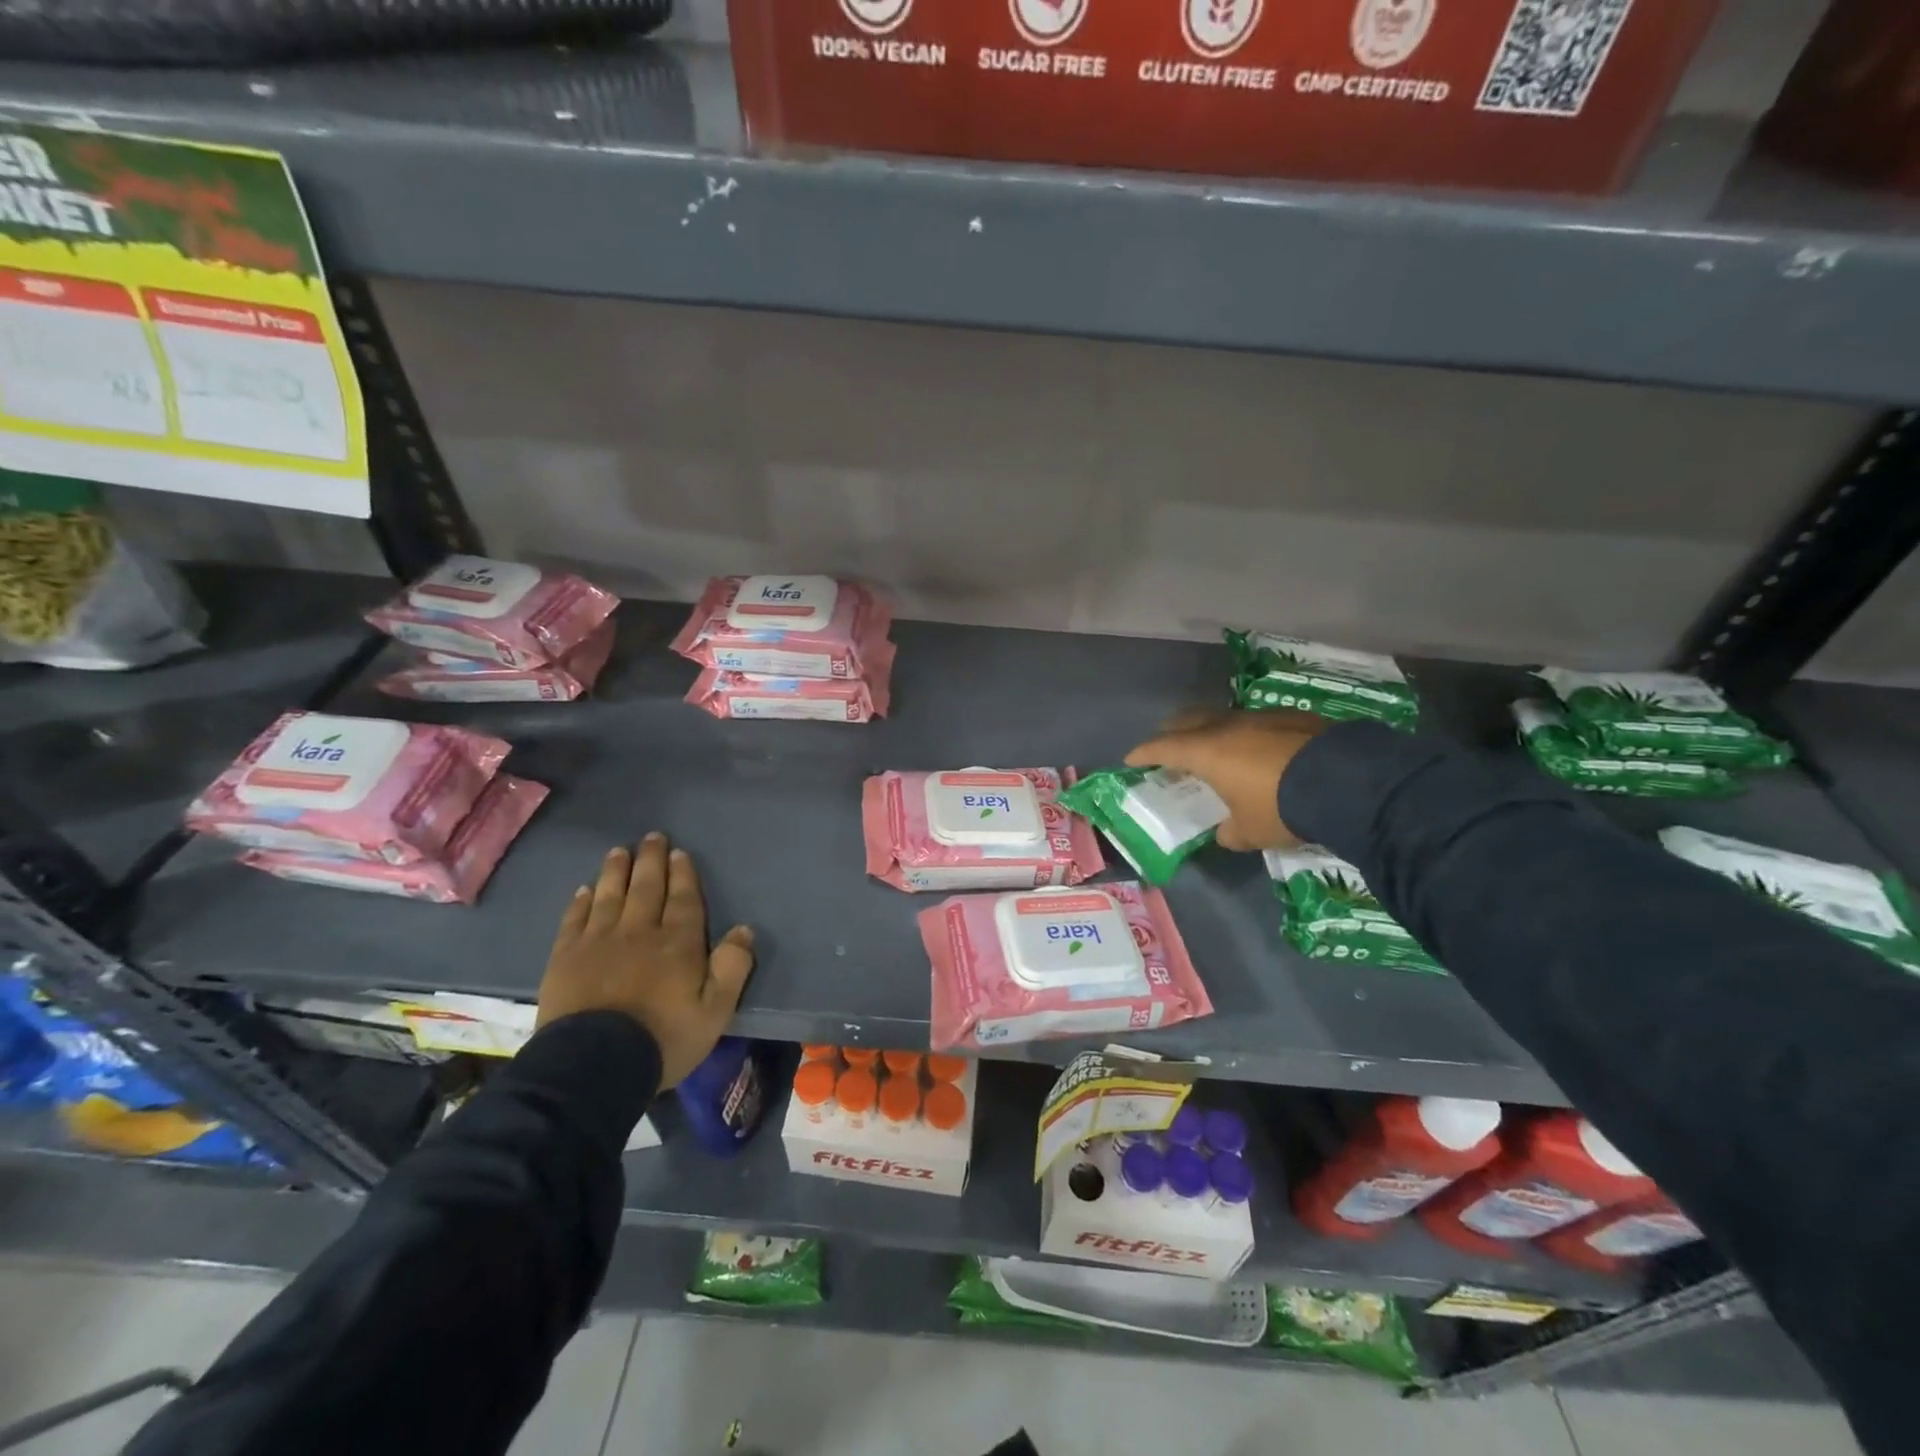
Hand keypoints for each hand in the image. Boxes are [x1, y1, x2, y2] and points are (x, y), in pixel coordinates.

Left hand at [537, 833, 755, 1089]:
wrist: (593, 1065)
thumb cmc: (663, 1038)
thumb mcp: (715, 1011)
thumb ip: (732, 968)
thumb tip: (744, 930)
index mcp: (678, 943)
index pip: (683, 899)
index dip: (683, 875)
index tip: (679, 852)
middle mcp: (639, 932)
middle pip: (647, 888)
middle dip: (651, 861)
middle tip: (653, 837)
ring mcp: (598, 942)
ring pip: (610, 896)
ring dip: (616, 871)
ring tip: (619, 851)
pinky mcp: (566, 958)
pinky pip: (575, 920)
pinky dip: (581, 902)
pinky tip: (584, 890)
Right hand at [1124, 709, 1325, 850]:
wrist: (1347, 782)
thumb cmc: (1282, 808)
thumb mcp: (1250, 832)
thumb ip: (1230, 832)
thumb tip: (1226, 832)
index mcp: (1207, 751)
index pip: (1163, 747)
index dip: (1143, 753)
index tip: (1130, 759)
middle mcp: (1228, 727)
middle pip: (1188, 720)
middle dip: (1172, 731)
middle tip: (1167, 744)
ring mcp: (1261, 717)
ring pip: (1223, 717)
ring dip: (1211, 729)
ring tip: (1212, 745)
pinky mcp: (1292, 717)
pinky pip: (1255, 721)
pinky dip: (1245, 733)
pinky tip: (1258, 748)